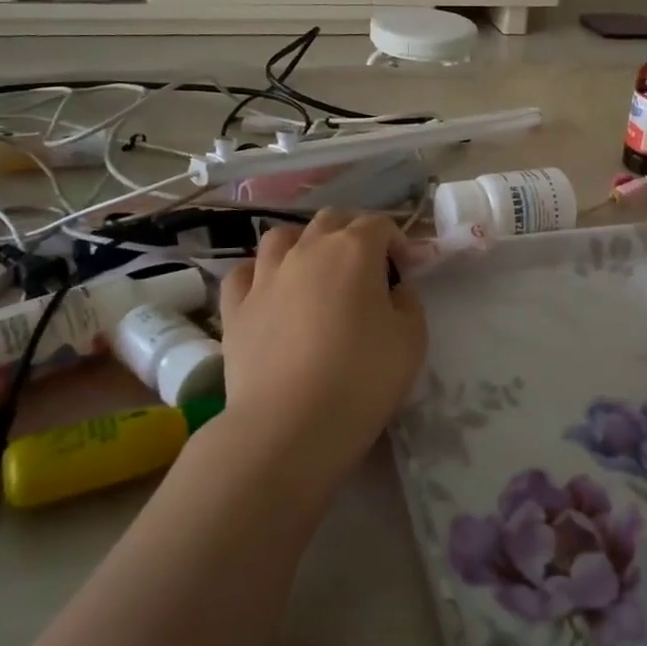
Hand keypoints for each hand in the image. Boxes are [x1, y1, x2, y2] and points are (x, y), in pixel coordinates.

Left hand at [217, 209, 426, 494]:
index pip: (379, 224)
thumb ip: (408, 302)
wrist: (289, 425)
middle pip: (331, 220)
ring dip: (303, 243)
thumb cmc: (362, 378)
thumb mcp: (412, 339)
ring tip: (314, 270)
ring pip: (282, 236)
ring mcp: (265, 275)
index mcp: (354, 249)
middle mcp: (307, 249)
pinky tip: (270, 291)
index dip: (398, 241)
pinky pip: (244, 273)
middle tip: (367, 266)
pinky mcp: (235, 307)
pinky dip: (260, 273)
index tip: (407, 269)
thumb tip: (394, 290)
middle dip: (353, 233)